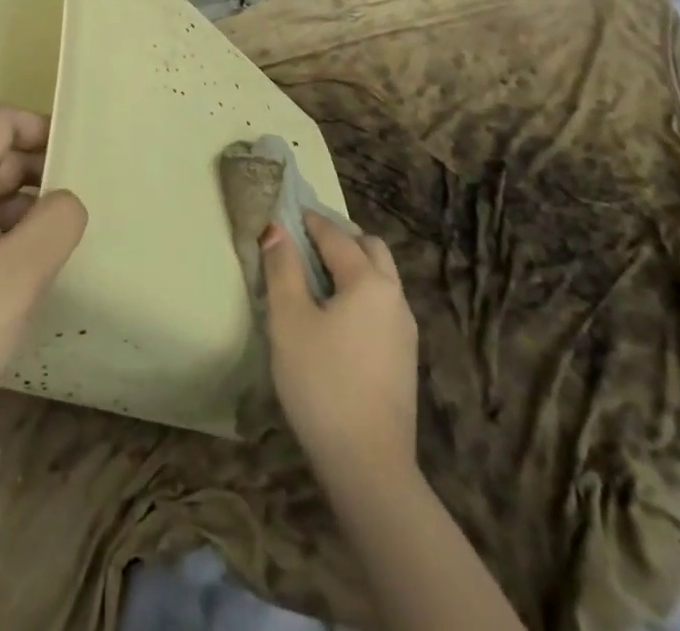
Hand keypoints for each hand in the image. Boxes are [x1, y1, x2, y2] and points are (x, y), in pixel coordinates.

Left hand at [0, 104, 86, 446]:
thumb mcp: (19, 273)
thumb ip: (56, 222)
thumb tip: (68, 200)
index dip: (39, 125)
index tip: (76, 155)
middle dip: (42, 172)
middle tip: (84, 205)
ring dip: (29, 212)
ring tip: (66, 244)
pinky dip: (10, 243)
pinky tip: (31, 280)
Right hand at [263, 211, 418, 478]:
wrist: (369, 466)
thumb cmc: (322, 383)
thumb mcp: (289, 321)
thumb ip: (282, 269)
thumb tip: (275, 228)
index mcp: (368, 281)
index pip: (335, 235)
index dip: (307, 221)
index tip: (284, 213)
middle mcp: (394, 296)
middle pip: (370, 248)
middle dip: (339, 236)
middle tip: (304, 241)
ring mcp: (404, 329)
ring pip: (381, 277)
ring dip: (353, 264)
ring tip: (317, 276)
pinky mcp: (404, 358)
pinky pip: (382, 304)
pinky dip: (361, 292)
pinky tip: (337, 315)